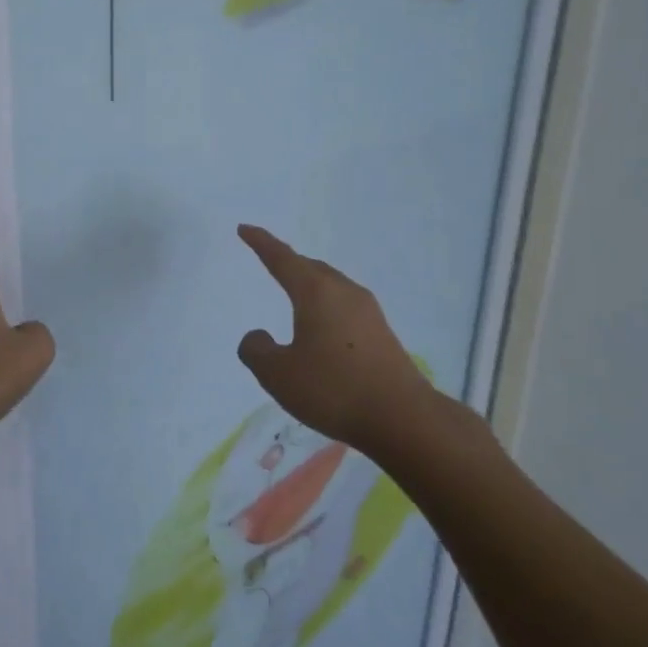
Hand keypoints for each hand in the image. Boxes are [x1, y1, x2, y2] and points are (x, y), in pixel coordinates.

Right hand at [235, 224, 469, 453]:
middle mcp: (344, 292)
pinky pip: (344, 306)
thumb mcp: (278, 374)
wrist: (403, 417)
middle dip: (288, 262)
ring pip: (331, 286)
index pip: (282, 259)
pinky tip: (322, 328)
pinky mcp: (382, 333)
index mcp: (316, 292)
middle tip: (269, 259)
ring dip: (310, 285)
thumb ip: (257, 351)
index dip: (261, 243)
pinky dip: (326, 306)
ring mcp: (368, 312)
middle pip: (311, 267)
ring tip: (294, 293)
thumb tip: (257, 336)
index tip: (244, 229)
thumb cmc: (333, 388)